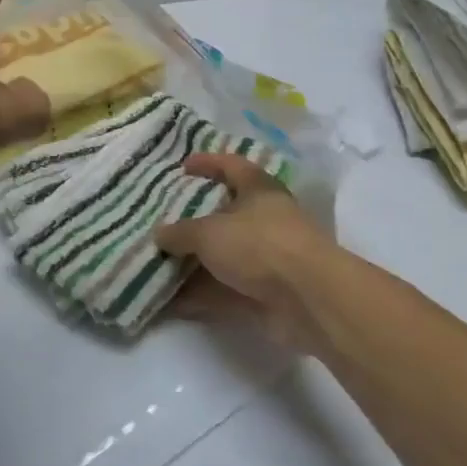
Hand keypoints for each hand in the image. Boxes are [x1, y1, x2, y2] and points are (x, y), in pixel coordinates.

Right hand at [154, 153, 333, 349]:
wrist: (309, 299)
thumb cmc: (259, 246)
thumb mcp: (210, 232)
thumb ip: (181, 232)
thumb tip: (160, 234)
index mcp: (259, 190)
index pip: (232, 165)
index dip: (208, 162)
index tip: (183, 166)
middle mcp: (266, 220)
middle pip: (226, 214)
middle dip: (195, 221)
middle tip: (163, 223)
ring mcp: (268, 259)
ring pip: (225, 256)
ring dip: (194, 263)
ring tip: (157, 266)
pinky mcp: (266, 293)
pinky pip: (226, 290)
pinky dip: (201, 295)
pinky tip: (171, 302)